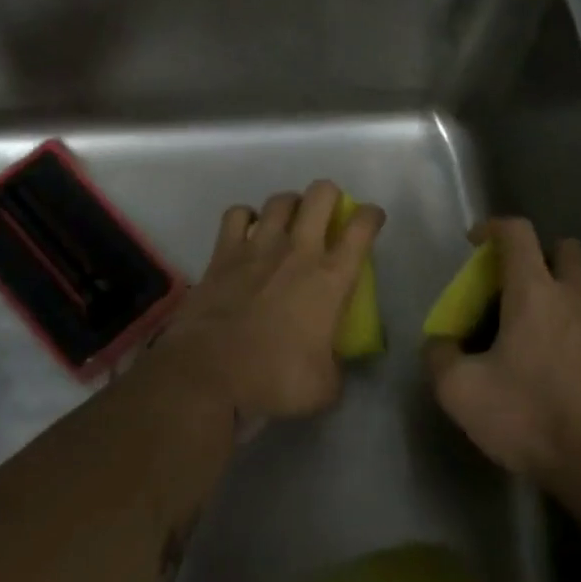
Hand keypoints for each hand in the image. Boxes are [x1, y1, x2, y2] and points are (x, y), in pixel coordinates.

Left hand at [155, 180, 383, 421]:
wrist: (209, 374)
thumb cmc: (274, 380)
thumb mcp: (325, 387)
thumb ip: (337, 367)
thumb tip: (336, 363)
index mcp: (331, 278)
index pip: (362, 227)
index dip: (371, 216)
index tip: (371, 221)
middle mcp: (298, 251)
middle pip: (321, 194)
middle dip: (331, 197)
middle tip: (328, 217)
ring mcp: (258, 246)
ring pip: (281, 199)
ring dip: (291, 206)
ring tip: (290, 222)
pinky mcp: (223, 253)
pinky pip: (237, 214)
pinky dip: (246, 217)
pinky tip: (248, 232)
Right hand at [425, 218, 580, 488]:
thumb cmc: (528, 415)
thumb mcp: (460, 390)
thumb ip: (440, 357)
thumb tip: (441, 344)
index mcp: (534, 292)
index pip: (518, 233)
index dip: (492, 227)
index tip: (473, 242)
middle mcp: (570, 298)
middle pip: (563, 248)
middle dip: (535, 253)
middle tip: (506, 281)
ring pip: (577, 285)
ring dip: (551, 288)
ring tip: (519, 325)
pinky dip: (563, 324)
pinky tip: (541, 359)